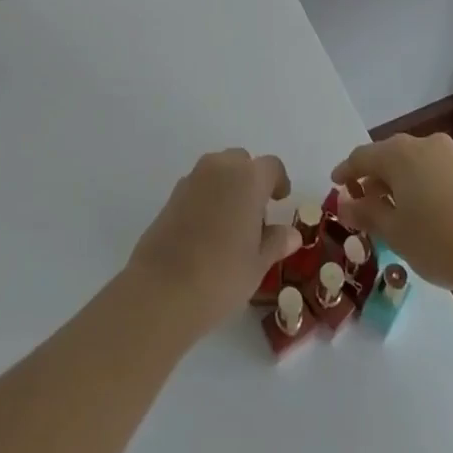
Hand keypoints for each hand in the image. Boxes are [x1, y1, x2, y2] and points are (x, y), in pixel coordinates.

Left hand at [126, 149, 300, 338]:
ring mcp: (192, 178)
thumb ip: (276, 242)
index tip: (280, 201)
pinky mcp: (172, 194)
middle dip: (251, 182)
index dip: (279, 181)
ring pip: (218, 170)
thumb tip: (291, 234)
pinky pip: (199, 185)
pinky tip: (207, 232)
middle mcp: (220, 168)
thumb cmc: (221, 276)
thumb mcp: (257, 265)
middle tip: (255, 216)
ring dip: (229, 187)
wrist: (161, 289)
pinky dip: (208, 197)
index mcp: (248, 179)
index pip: (271, 166)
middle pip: (242, 162)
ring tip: (231, 227)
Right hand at [331, 133, 452, 297]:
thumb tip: (344, 203)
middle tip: (360, 203)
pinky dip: (414, 186)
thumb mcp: (394, 232)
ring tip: (387, 211)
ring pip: (408, 164)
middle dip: (370, 178)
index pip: (361, 157)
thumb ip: (366, 213)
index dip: (345, 172)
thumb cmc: (438, 241)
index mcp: (397, 153)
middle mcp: (420, 144)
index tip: (335, 186)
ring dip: (393, 183)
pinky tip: (414, 212)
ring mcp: (445, 155)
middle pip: (385, 157)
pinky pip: (427, 171)